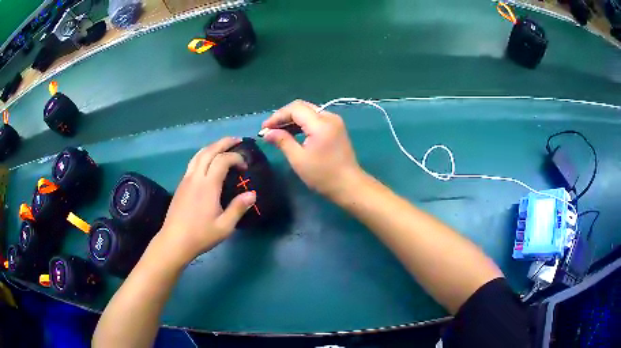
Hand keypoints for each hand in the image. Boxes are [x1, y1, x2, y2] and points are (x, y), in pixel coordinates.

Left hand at [154, 137, 256, 265]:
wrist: (174, 241)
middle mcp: (196, 177)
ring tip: (223, 146)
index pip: (222, 160)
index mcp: (208, 185)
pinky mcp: (181, 184)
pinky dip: (203, 155)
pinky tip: (208, 162)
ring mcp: (186, 179)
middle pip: (209, 151)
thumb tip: (252, 194)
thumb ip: (238, 208)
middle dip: (223, 143)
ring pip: (198, 154)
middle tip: (236, 140)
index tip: (245, 166)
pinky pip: (193, 162)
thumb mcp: (224, 226)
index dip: (236, 158)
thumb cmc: (201, 235)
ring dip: (212, 146)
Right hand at [262, 100, 362, 197]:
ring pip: (309, 112)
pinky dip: (303, 124)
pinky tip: (292, 133)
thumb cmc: (323, 175)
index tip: (264, 128)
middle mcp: (329, 117)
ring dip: (292, 119)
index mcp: (321, 123)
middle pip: (302, 107)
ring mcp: (334, 122)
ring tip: (277, 132)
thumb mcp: (298, 159)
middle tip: (269, 129)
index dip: (277, 116)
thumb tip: (267, 133)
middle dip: (284, 116)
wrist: (349, 185)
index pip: (295, 109)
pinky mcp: (336, 128)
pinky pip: (316, 119)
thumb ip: (282, 141)